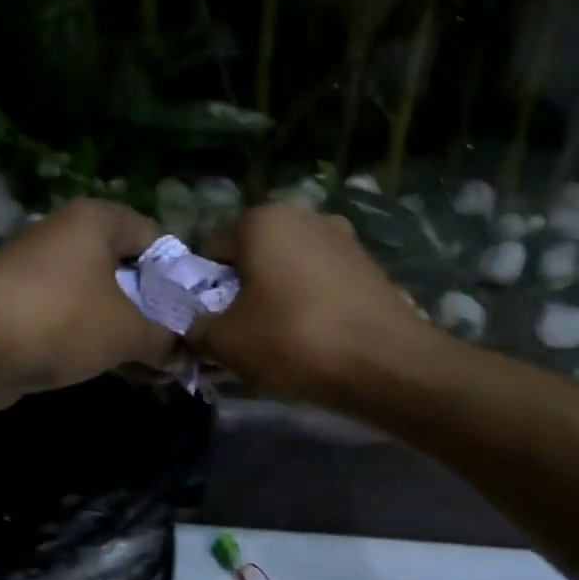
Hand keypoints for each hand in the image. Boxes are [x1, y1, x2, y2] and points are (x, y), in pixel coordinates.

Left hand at [0, 199, 174, 408]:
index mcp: (97, 221)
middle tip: (187, 344)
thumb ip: (166, 338)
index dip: (184, 274)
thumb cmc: (61, 320)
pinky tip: (133, 374)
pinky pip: (79, 322)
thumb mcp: (129, 330)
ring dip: (135, 334)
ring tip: (166, 367)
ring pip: (106, 302)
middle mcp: (69, 238)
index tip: (202, 311)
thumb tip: (185, 353)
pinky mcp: (27, 310)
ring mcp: (44, 275)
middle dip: (160, 311)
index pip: (157, 237)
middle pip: (131, 271)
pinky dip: (104, 343)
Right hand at [193, 204, 438, 405]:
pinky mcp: (370, 267)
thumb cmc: (294, 341)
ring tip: (280, 341)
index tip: (208, 324)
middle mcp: (305, 216)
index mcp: (263, 220)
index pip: (211, 248)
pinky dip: (310, 305)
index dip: (202, 289)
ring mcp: (344, 239)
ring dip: (277, 298)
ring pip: (290, 269)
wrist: (385, 363)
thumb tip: (193, 328)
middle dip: (242, 291)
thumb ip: (197, 330)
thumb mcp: (226, 343)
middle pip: (254, 256)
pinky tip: (315, 339)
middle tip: (242, 335)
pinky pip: (322, 283)